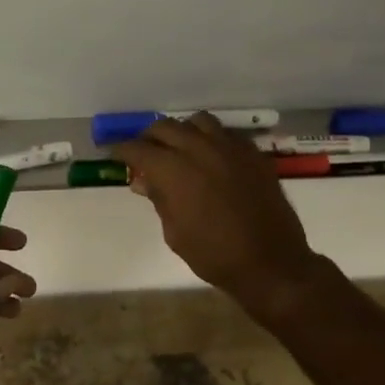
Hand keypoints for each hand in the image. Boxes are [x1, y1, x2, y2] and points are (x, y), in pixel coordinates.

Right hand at [111, 114, 322, 310]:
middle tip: (144, 153)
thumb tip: (143, 181)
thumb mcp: (175, 232)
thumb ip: (159, 199)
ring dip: (182, 132)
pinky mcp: (254, 154)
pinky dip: (211, 139)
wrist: (269, 262)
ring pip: (198, 122)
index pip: (139, 149)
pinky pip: (226, 134)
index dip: (123, 150)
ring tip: (178, 149)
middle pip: (166, 127)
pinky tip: (210, 158)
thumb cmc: (213, 254)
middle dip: (150, 138)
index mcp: (174, 170)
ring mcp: (231, 148)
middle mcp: (200, 149)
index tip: (115, 155)